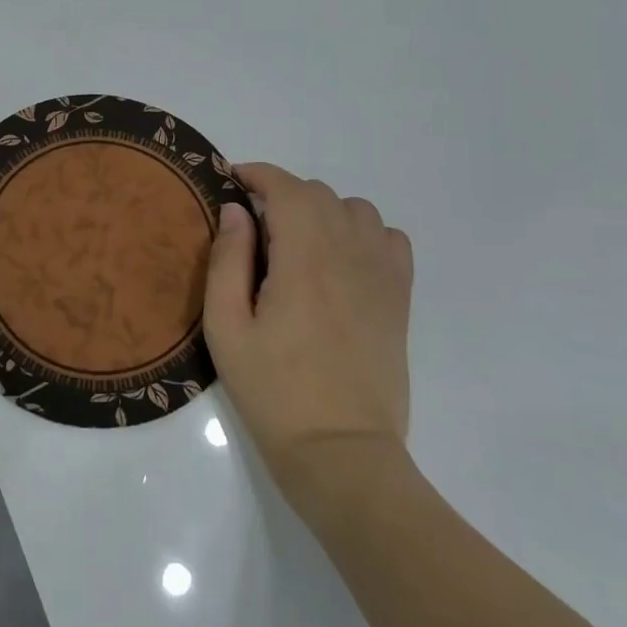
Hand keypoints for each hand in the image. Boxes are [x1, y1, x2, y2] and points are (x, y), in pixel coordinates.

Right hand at [203, 163, 413, 507]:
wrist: (341, 452)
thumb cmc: (273, 392)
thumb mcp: (227, 328)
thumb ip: (228, 260)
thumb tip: (236, 211)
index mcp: (304, 259)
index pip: (287, 188)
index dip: (259, 174)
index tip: (234, 181)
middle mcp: (349, 255)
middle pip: (319, 194)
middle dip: (283, 195)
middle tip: (255, 229)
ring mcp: (382, 275)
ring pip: (356, 210)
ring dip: (322, 211)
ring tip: (298, 244)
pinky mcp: (400, 299)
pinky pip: (390, 239)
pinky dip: (363, 234)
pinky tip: (342, 262)